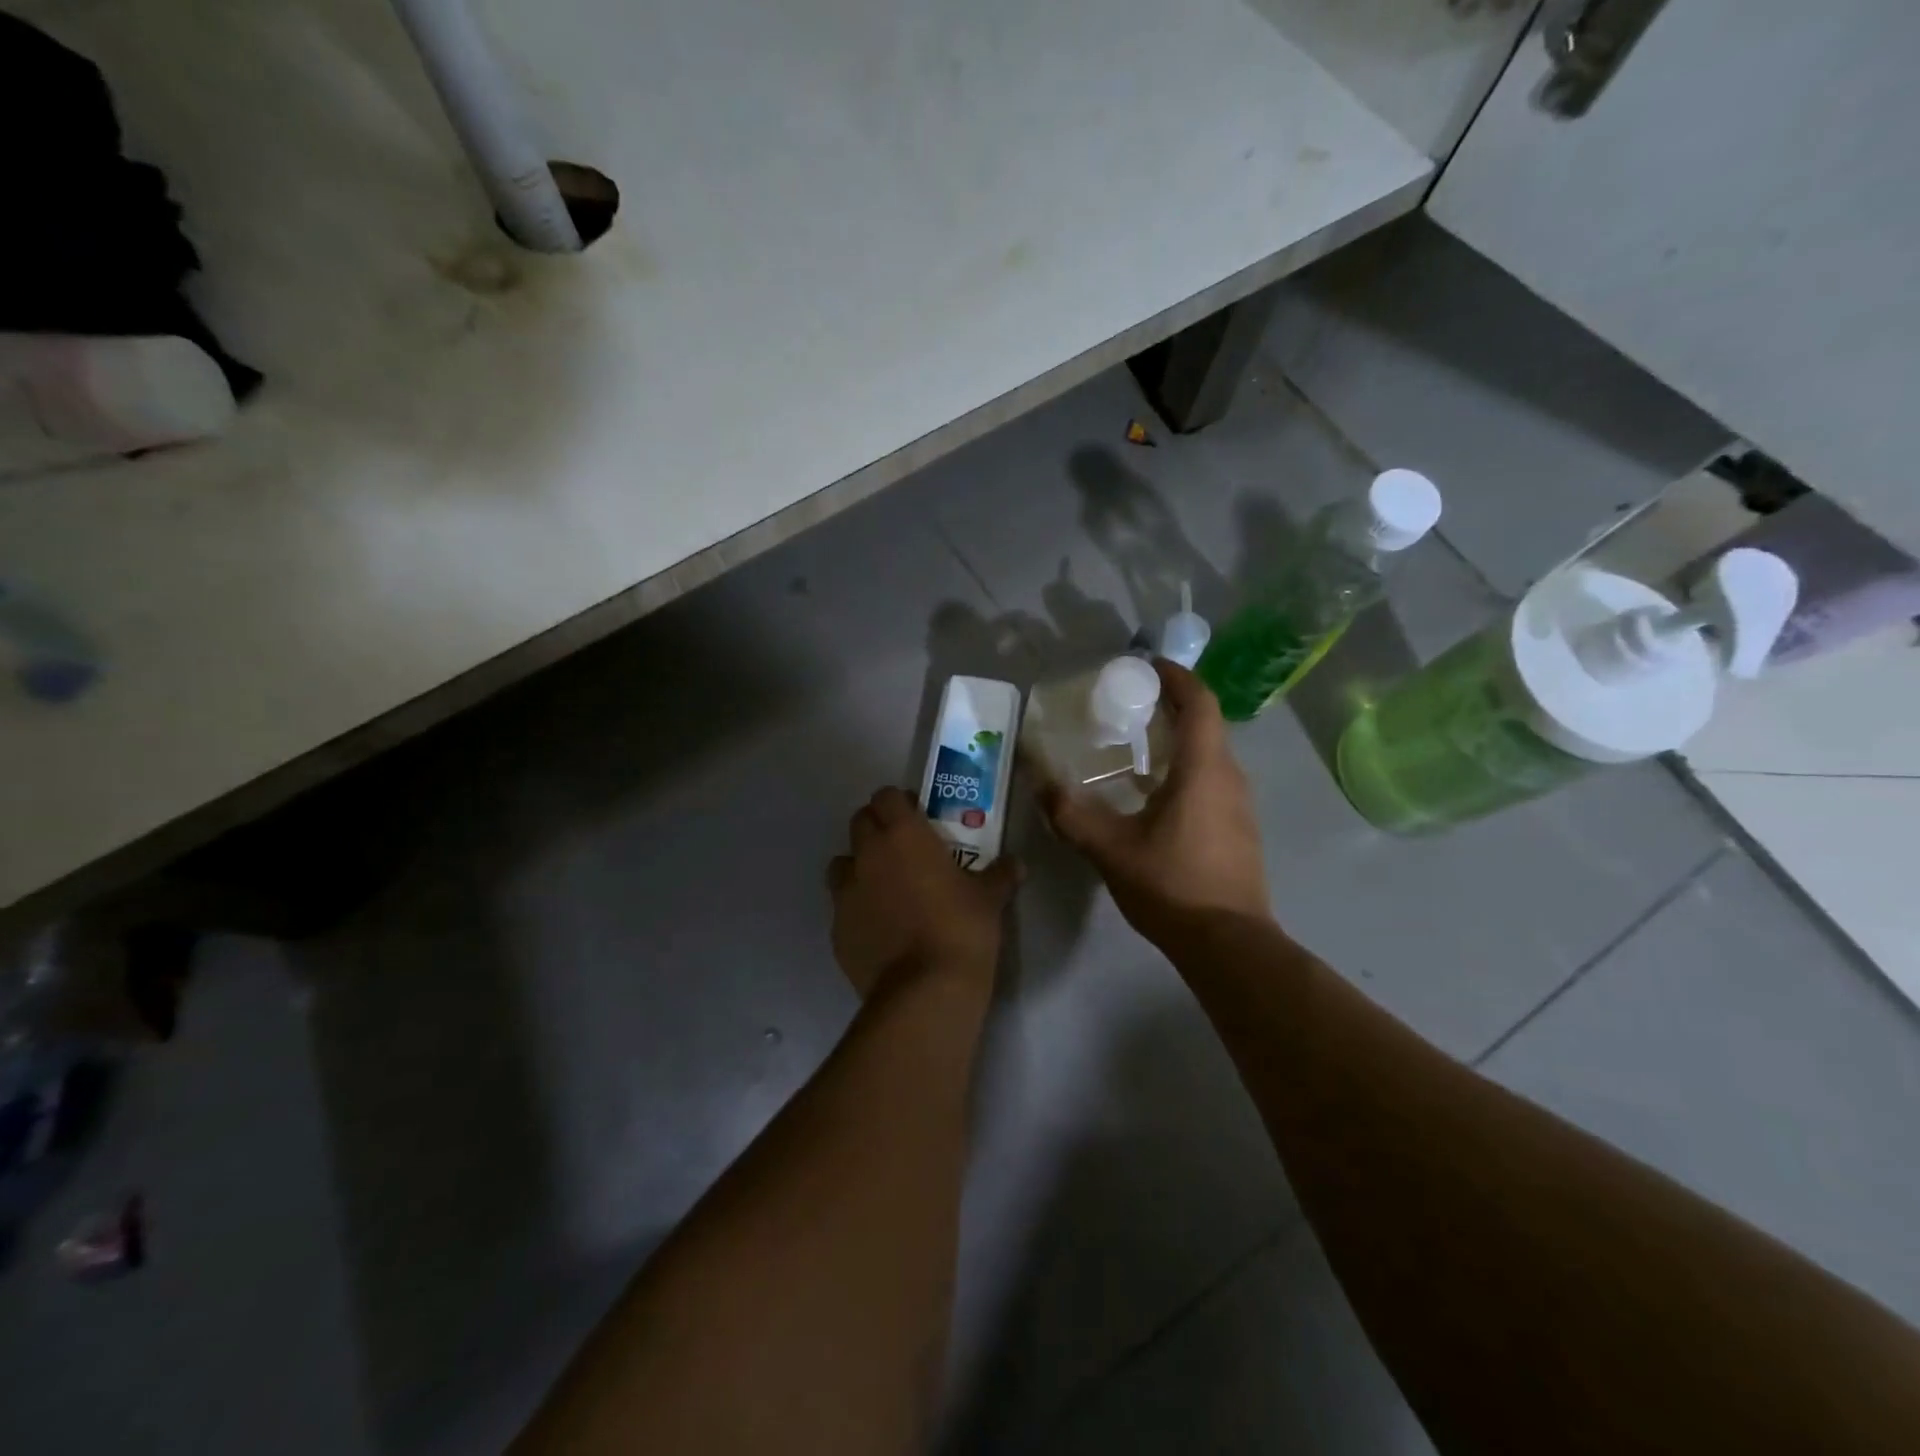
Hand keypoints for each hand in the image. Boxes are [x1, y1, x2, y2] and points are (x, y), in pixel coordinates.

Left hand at [828, 787, 1019, 998]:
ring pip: (842, 863)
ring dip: (859, 866)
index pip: (886, 796)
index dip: (899, 803)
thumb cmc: (961, 929)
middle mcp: (868, 855)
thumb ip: (1000, 875)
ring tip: (884, 887)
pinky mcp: (836, 929)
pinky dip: (856, 908)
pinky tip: (879, 927)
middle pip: (859, 822)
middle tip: (903, 848)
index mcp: (903, 835)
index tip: (917, 817)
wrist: (925, 991)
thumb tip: (1016, 864)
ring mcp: (845, 893)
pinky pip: (841, 906)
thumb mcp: (989, 899)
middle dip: (878, 828)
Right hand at [1040, 660, 1269, 944]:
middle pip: (1205, 724)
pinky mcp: (1238, 828)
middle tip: (1128, 704)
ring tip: (1133, 743)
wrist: (1228, 944)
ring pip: (1209, 753)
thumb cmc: (1172, 885)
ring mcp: (1239, 804)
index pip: (1199, 702)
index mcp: (1204, 769)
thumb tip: (1039, 783)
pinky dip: (1184, 768)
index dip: (1176, 677)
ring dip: (1176, 739)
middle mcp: (1230, 777)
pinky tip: (1150, 792)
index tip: (1146, 666)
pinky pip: (1211, 779)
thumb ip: (1071, 814)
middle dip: (1169, 705)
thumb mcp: (1110, 849)